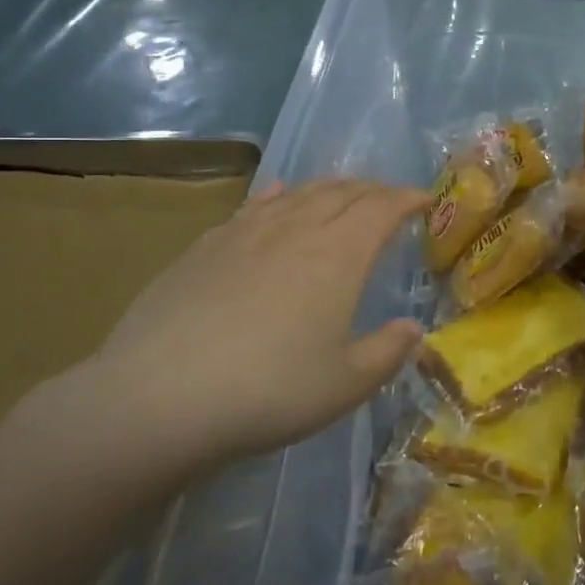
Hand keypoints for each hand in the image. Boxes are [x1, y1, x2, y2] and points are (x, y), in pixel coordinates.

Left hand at [57, 179, 428, 479]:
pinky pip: (254, 205)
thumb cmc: (268, 391)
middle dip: (373, 190)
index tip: (425, 200)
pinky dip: (278, 195)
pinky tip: (277, 195)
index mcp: (338, 254)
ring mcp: (246, 232)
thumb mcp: (345, 385)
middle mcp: (296, 228)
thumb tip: (412, 329)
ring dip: (330, 188)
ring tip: (343, 193)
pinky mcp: (206, 245)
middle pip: (343, 192)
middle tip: (389, 200)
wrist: (159, 396)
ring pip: (299, 193)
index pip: (382, 208)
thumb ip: (387, 352)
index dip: (408, 198)